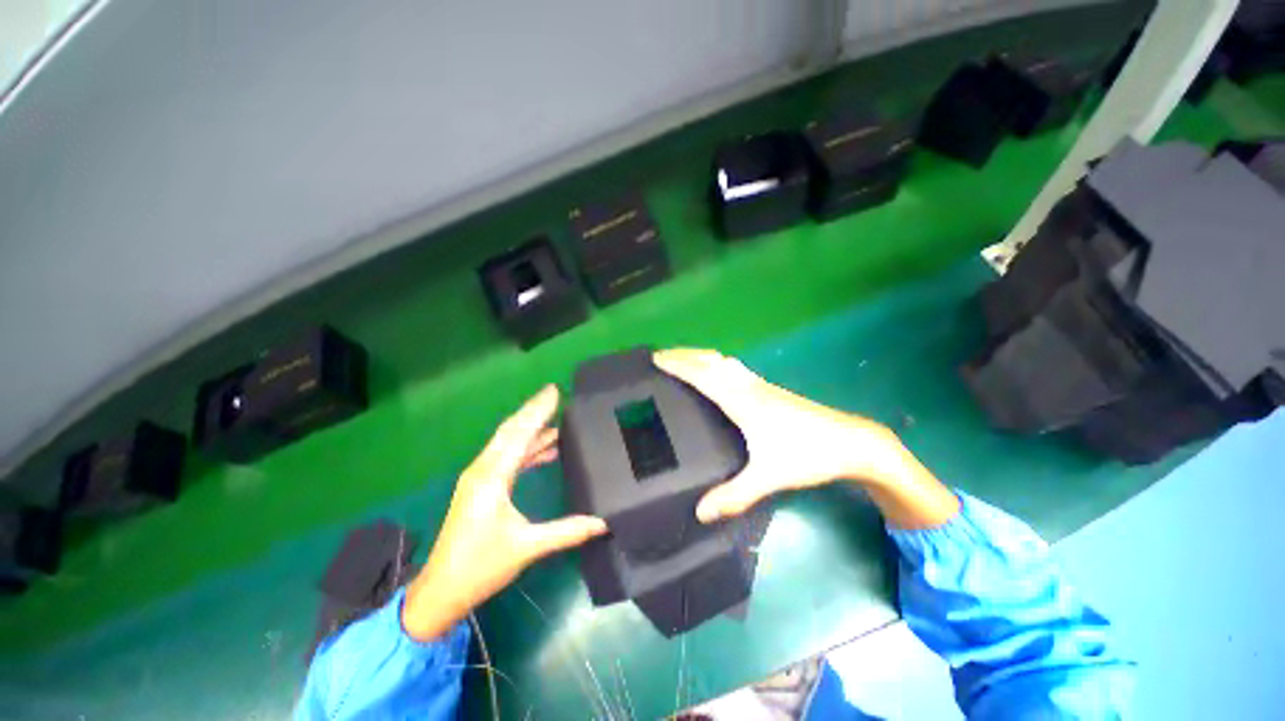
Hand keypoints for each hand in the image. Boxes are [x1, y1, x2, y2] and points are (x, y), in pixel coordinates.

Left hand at [402, 385, 607, 640]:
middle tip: (555, 394)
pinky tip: (545, 449)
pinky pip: (506, 456)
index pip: (519, 434)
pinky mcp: (481, 486)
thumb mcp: (527, 547)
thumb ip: (567, 531)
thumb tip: (603, 522)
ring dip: (530, 429)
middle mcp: (483, 469)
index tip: (555, 391)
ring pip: (507, 442)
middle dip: (533, 410)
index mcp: (492, 477)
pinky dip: (526, 448)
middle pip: (510, 430)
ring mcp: (479, 477)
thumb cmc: (481, 566)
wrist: (441, 590)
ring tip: (556, 418)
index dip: (538, 411)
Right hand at [654, 348, 916, 522]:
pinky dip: (716, 364)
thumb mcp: (769, 477)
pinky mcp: (770, 390)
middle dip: (684, 355)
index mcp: (742, 401)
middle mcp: (748, 386)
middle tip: (660, 356)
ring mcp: (761, 385)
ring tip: (683, 360)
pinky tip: (717, 375)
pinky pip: (734, 368)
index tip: (656, 359)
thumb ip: (733, 495)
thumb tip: (700, 512)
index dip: (678, 365)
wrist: (851, 442)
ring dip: (700, 356)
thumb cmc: (808, 454)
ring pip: (724, 361)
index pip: (702, 376)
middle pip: (710, 361)